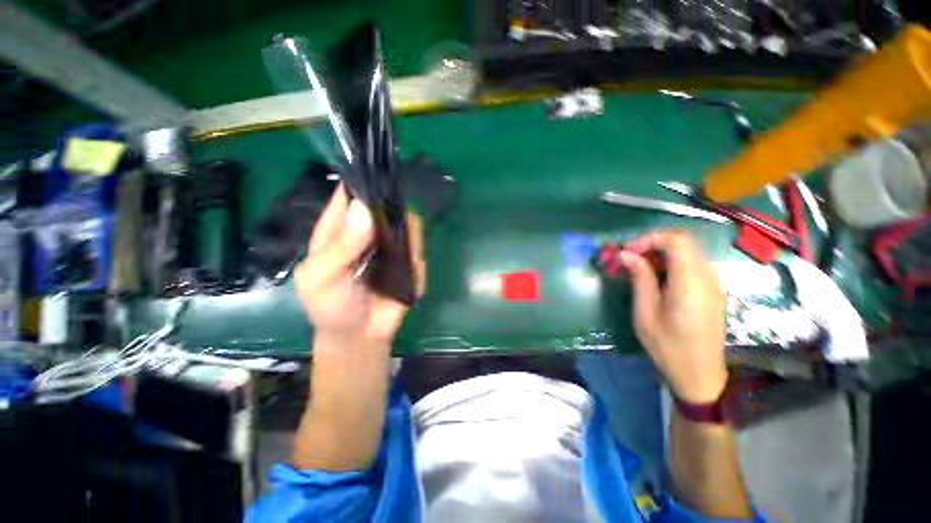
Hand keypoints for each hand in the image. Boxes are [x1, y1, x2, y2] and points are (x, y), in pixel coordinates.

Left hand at [293, 185, 425, 345]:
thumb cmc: (331, 307)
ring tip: (404, 249)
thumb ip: (341, 247)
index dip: (363, 180)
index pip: (350, 194)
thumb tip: (364, 209)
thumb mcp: (322, 279)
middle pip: (383, 204)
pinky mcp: (409, 260)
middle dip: (394, 203)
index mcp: (339, 229)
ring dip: (409, 229)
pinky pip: (418, 245)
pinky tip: (413, 264)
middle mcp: (367, 231)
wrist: (361, 336)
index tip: (380, 171)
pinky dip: (418, 249)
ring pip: (405, 222)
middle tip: (399, 214)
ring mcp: (391, 244)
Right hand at [620, 231, 727, 402]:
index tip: (627, 252)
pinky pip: (693, 263)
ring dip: (662, 251)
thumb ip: (640, 279)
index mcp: (690, 284)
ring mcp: (714, 283)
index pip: (676, 241)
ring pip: (689, 250)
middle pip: (684, 241)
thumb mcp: (645, 313)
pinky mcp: (713, 290)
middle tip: (631, 257)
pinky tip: (658, 277)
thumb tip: (626, 254)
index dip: (649, 239)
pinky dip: (673, 261)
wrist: (700, 375)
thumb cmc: (667, 347)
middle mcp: (708, 278)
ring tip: (640, 267)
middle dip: (654, 243)